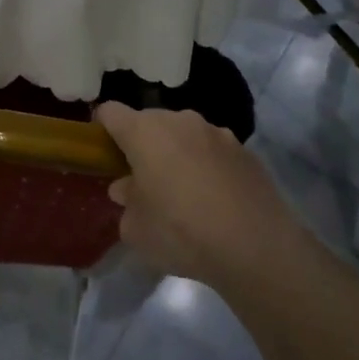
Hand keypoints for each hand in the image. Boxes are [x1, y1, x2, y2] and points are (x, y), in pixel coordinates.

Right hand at [94, 102, 304, 289]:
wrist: (257, 247)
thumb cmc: (181, 232)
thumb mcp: (136, 229)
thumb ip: (126, 203)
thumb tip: (128, 189)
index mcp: (145, 131)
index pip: (110, 112)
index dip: (101, 130)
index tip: (102, 155)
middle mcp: (180, 121)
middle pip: (149, 122)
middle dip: (141, 145)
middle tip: (141, 181)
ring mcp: (217, 132)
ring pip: (183, 135)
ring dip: (175, 154)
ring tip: (181, 193)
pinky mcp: (245, 150)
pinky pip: (212, 151)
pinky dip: (205, 166)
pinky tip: (213, 200)